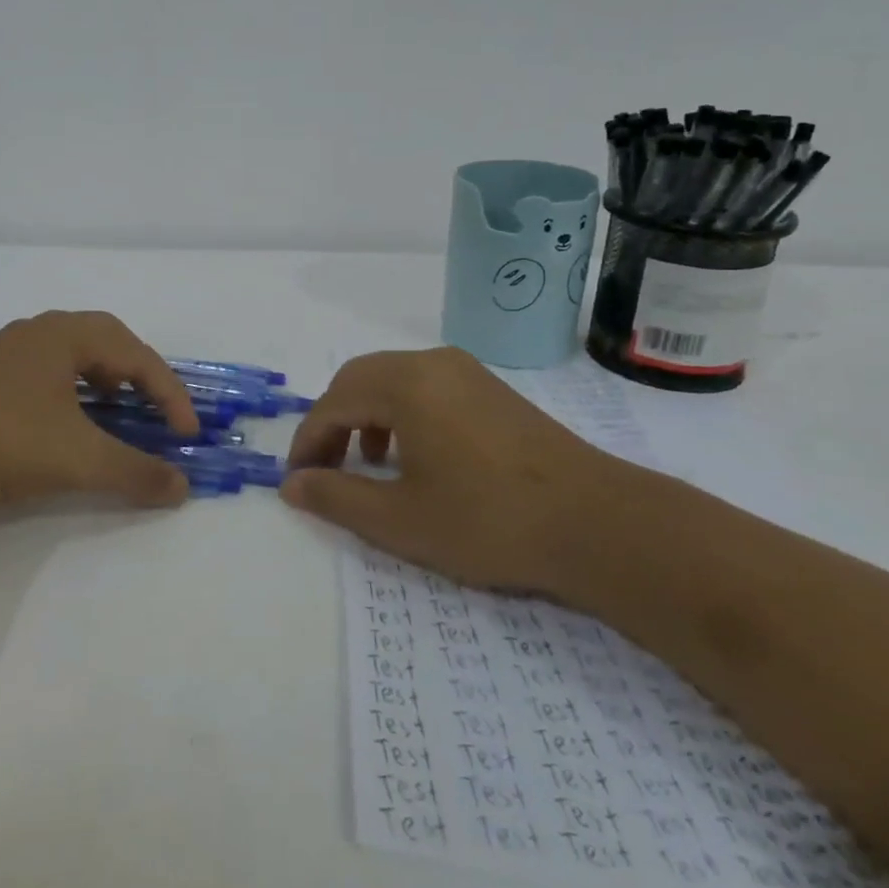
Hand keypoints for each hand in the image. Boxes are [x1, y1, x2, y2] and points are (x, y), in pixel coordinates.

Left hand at [0, 310, 200, 523]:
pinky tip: (68, 426)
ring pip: (72, 358)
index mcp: (63, 334)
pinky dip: (72, 395)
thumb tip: (182, 486)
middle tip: (155, 411)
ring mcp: (5, 355)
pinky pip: (46, 375)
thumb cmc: (4, 441)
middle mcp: (36, 334)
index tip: (186, 433)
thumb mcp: (80, 458)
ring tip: (117, 415)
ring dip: (104, 384)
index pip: (135, 354)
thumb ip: (136, 471)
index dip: (169, 393)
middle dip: (139, 377)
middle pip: (105, 343)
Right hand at [280, 347, 624, 592]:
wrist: (597, 523)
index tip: (298, 481)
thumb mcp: (401, 520)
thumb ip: (337, 498)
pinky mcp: (490, 389)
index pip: (334, 403)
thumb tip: (291, 485)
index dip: (308, 441)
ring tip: (367, 463)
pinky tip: (414, 454)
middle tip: (324, 468)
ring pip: (392, 380)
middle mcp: (432, 363)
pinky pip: (424, 386)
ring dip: (365, 415)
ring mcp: (466, 372)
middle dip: (333, 423)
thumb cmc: (489, 520)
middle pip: (359, 380)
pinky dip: (399, 412)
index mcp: (406, 384)